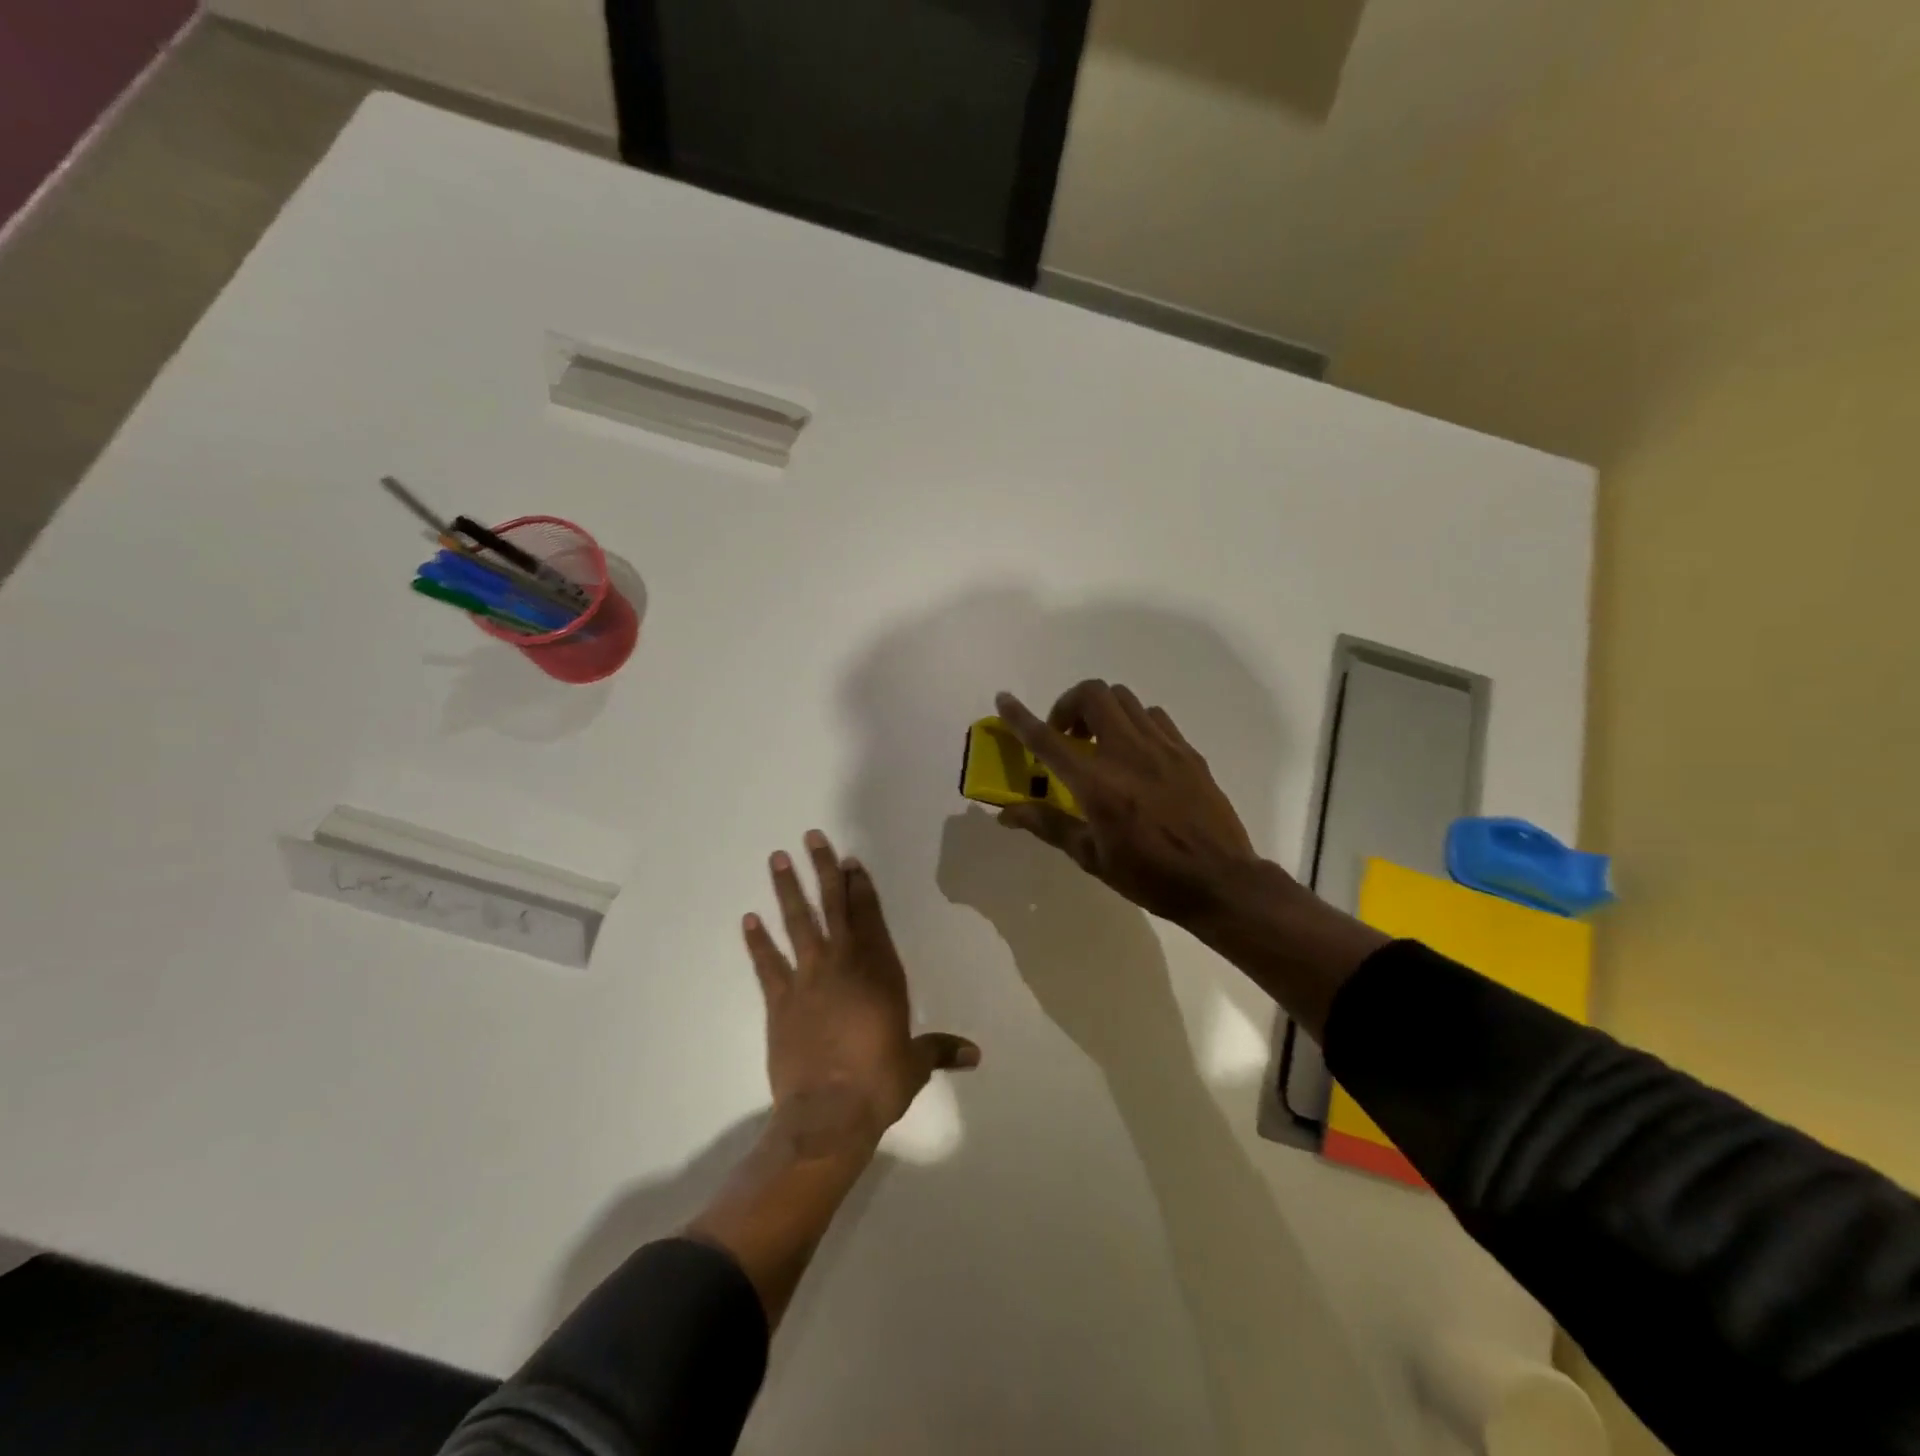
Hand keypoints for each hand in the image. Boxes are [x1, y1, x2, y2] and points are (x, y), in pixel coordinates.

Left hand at [744, 831, 979, 1155]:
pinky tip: (748, 919)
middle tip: (811, 838)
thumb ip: (941, 1050)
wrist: (829, 1114)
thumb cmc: (879, 1083)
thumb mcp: (915, 1065)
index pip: (870, 916)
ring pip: (797, 923)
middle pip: (834, 907)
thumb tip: (976, 1055)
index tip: (849, 860)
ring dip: (787, 890)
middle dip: (823, 870)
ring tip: (777, 859)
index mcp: (879, 971)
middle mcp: (844, 964)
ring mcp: (808, 979)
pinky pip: (766, 964)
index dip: (860, 886)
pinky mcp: (779, 1001)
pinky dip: (757, 941)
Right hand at [994, 682, 1269, 925]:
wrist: (1220, 881)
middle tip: (1066, 735)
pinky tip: (1135, 753)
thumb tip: (1006, 813)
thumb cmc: (1149, 876)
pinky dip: (1134, 722)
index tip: (1004, 698)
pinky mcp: (1187, 751)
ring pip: (1124, 698)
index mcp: (1097, 784)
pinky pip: (1154, 716)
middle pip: (1093, 694)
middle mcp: (1127, 753)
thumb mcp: (1091, 857)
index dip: (1020, 717)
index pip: (1048, 739)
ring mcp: (1162, 747)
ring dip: (1102, 710)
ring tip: (1099, 742)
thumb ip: (1048, 825)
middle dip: (1069, 704)